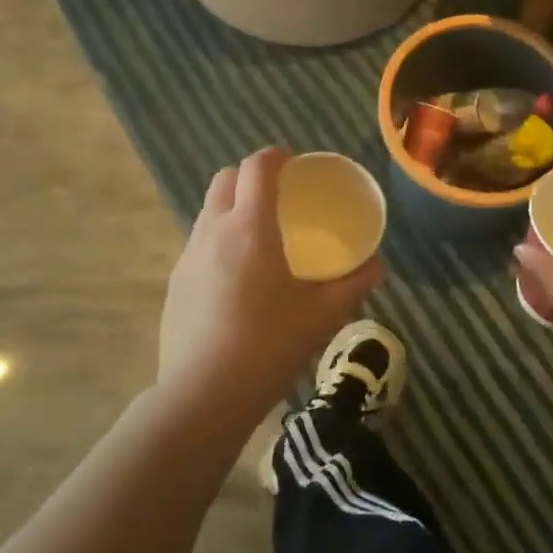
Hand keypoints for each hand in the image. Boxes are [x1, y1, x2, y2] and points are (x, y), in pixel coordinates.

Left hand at [157, 147, 379, 436]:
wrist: (202, 396)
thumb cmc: (268, 345)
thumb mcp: (321, 315)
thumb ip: (353, 284)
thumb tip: (378, 265)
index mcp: (250, 226)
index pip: (257, 167)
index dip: (275, 155)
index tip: (293, 162)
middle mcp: (213, 230)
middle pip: (225, 179)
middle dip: (249, 176)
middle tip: (277, 196)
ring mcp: (188, 256)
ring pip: (208, 211)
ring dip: (231, 207)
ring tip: (258, 237)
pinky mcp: (175, 283)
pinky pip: (198, 244)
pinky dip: (218, 241)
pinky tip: (236, 278)